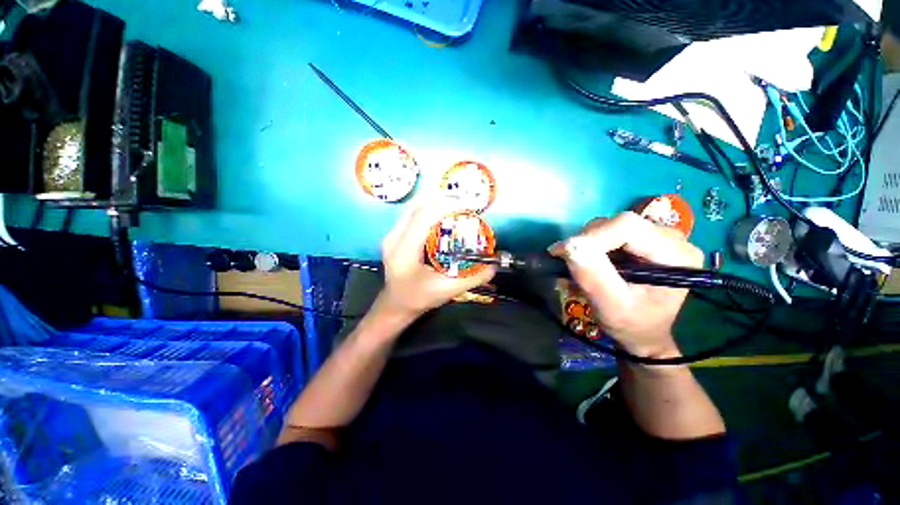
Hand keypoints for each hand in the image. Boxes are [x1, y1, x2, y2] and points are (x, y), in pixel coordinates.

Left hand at [375, 199, 495, 321]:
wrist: (396, 303)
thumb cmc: (419, 298)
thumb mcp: (447, 291)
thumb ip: (471, 279)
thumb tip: (493, 266)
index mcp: (404, 252)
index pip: (423, 218)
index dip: (445, 206)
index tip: (468, 205)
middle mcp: (394, 238)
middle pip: (417, 206)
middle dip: (442, 199)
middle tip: (465, 203)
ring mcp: (391, 234)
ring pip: (413, 206)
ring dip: (435, 201)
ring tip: (456, 206)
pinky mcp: (394, 234)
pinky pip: (411, 213)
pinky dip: (428, 208)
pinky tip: (442, 214)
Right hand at [550, 212, 703, 357]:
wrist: (644, 333)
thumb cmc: (631, 325)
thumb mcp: (610, 306)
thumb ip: (592, 276)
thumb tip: (568, 245)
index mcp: (675, 255)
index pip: (627, 226)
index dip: (591, 235)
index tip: (562, 252)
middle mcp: (674, 239)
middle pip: (620, 223)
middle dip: (589, 241)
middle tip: (571, 264)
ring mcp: (661, 237)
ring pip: (613, 225)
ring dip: (590, 244)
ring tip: (583, 267)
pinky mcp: (647, 239)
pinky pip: (613, 232)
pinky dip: (595, 245)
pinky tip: (594, 263)